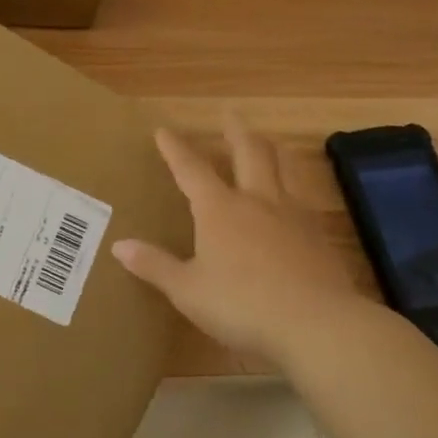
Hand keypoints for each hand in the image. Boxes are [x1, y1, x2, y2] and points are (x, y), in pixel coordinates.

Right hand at [112, 116, 380, 366]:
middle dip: (235, 132)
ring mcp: (293, 215)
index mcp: (219, 209)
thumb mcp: (187, 290)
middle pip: (248, 153)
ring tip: (269, 141)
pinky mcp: (319, 235)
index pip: (191, 170)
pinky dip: (296, 185)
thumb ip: (155, 265)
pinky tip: (296, 196)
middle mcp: (256, 200)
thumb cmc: (241, 304)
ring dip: (272, 149)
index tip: (163, 130)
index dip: (175, 149)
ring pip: (284, 167)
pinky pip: (305, 197)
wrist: (317, 324)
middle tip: (229, 113)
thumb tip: (118, 245)